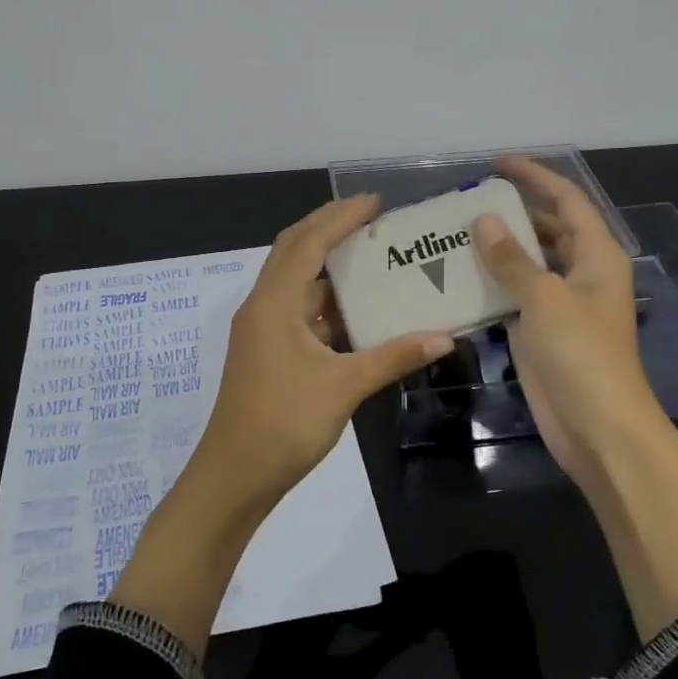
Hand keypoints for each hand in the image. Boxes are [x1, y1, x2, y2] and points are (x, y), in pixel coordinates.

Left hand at [111, 194, 452, 654]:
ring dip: (327, 265)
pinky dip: (326, 301)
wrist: (234, 476)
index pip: (308, 243)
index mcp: (274, 304)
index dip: (340, 218)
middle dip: (329, 229)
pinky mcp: (268, 351)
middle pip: (294, 252)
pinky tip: (356, 307)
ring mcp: (263, 330)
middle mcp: (263, 307)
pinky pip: (299, 311)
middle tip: (371, 217)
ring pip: (296, 283)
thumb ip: (393, 357)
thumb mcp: (343, 387)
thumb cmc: (284, 424)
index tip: (374, 201)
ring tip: (370, 254)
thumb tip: (443, 337)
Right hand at [472, 155, 661, 483]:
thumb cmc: (582, 354)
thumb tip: (483, 221)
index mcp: (597, 255)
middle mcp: (581, 272)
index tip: (498, 162)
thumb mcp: (545, 298)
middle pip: (547, 228)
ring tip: (455, 231)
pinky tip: (458, 274)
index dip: (535, 177)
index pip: (566, 200)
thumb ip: (512, 258)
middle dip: (513, 210)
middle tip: (468, 199)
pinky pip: (513, 293)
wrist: (598, 427)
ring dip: (498, 247)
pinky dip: (491, 282)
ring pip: (528, 262)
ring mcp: (561, 302)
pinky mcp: (541, 329)